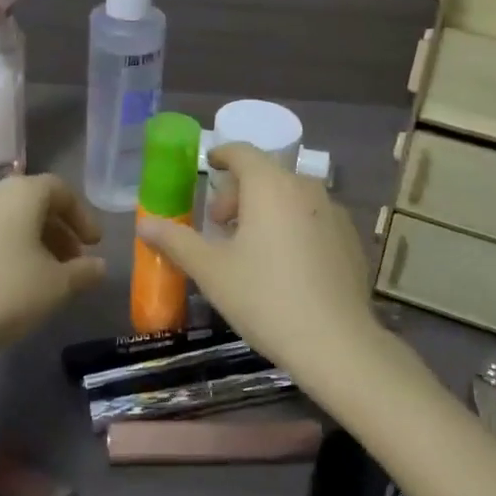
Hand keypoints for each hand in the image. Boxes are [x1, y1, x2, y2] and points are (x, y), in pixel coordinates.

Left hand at [0, 174, 105, 370]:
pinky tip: (9, 284)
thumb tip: (98, 266)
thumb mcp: (55, 287)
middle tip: (73, 263)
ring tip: (44, 278)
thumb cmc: (1, 294)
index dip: (82, 216)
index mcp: (21, 193)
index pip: (60, 190)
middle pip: (33, 203)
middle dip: (59, 231)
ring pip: (9, 220)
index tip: (94, 245)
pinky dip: (6, 250)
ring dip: (33, 242)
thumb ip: (83, 272)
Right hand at [135, 144, 378, 377]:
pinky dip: (292, 226)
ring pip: (290, 196)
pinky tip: (286, 266)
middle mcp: (305, 187)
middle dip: (238, 193)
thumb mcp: (211, 270)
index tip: (208, 166)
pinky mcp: (350, 238)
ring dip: (265, 209)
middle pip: (265, 175)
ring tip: (250, 247)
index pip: (242, 152)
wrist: (337, 343)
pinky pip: (312, 218)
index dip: (221, 155)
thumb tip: (144, 224)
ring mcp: (333, 212)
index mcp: (270, 185)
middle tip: (219, 225)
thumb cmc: (265, 298)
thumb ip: (176, 241)